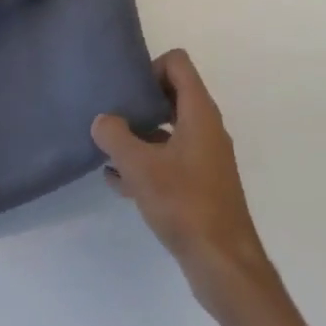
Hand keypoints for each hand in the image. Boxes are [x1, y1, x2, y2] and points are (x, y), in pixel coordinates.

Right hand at [92, 50, 273, 310]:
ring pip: (169, 129)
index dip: (151, 67)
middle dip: (141, 101)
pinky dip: (147, 162)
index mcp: (199, 111)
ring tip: (107, 149)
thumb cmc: (184, 204)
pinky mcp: (201, 183)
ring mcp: (205, 156)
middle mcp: (206, 127)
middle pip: (172, 94)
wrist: (223, 261)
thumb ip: (116, 138)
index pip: (178, 63)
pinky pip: (170, 159)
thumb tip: (102, 120)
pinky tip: (117, 180)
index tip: (128, 92)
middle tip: (112, 115)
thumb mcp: (141, 168)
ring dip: (140, 135)